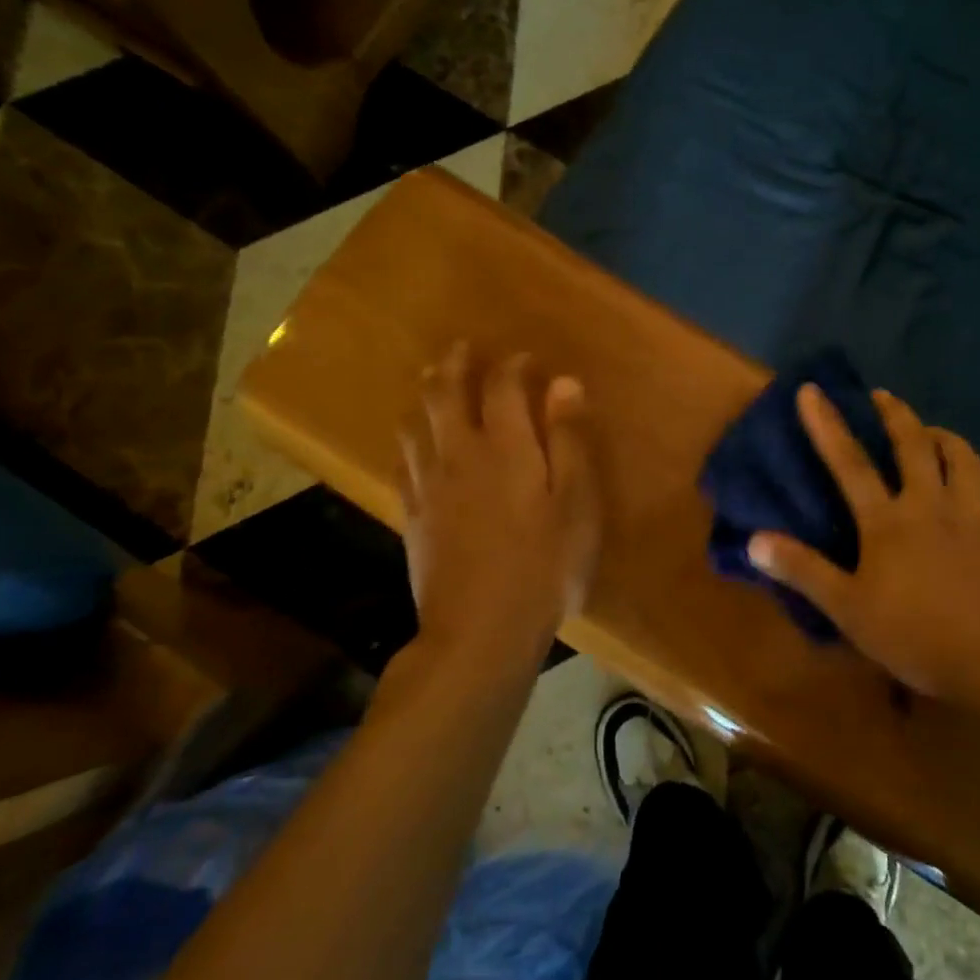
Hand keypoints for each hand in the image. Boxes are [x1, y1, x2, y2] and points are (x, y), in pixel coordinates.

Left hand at [394, 343, 599, 658]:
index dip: (515, 366)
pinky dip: (409, 440)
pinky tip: (414, 444)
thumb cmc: (544, 566)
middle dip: (455, 365)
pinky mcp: (412, 515)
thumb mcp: (578, 504)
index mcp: (505, 447)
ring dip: (425, 395)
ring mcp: (428, 485)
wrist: (480, 630)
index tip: (528, 360)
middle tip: (462, 349)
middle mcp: (459, 454)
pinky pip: (402, 462)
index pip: (503, 386)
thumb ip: (570, 441)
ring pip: (415, 423)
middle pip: (445, 394)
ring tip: (432, 382)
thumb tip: (565, 384)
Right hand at [747, 385, 979, 710]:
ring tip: (929, 431)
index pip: (850, 462)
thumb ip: (802, 570)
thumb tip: (754, 540)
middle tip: (882, 396)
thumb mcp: (847, 609)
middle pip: (912, 443)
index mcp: (888, 521)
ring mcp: (974, 511)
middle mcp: (931, 502)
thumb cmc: (913, 636)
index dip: (827, 424)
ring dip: (939, 434)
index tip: (812, 390)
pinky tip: (974, 471)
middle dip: (894, 413)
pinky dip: (977, 465)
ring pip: (959, 453)